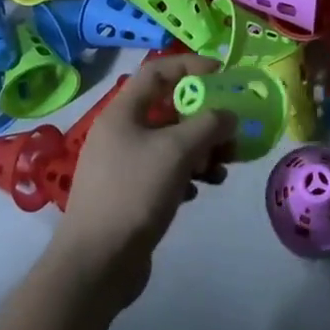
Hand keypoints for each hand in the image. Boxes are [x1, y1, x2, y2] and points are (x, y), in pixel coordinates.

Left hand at [49, 54, 235, 304]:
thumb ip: (208, 124)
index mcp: (123, 112)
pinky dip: (189, 173)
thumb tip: (229, 114)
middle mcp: (121, 132)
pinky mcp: (132, 193)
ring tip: (224, 166)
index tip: (224, 76)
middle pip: (169, 108)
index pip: (158, 70)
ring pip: (171, 142)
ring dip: (202, 149)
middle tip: (233, 130)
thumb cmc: (134, 193)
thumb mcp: (176, 151)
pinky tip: (203, 189)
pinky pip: (167, 170)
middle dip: (204, 117)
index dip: (191, 66)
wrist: (97, 263)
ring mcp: (124, 164)